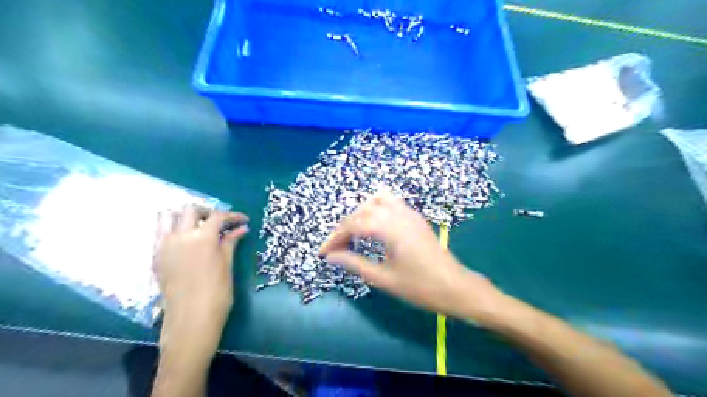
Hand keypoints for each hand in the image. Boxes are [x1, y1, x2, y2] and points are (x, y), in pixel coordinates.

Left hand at [152, 206, 246, 336]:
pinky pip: (159, 232)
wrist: (191, 319)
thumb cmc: (217, 293)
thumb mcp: (227, 265)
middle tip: (219, 223)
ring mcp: (164, 246)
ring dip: (184, 216)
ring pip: (168, 216)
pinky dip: (171, 228)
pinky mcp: (155, 256)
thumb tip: (241, 228)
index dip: (232, 216)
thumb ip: (230, 242)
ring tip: (197, 227)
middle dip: (207, 212)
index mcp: (202, 238)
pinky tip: (184, 240)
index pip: (217, 217)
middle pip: (191, 210)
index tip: (243, 220)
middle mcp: (180, 236)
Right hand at [322, 192, 502, 321]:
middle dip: (346, 226)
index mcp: (389, 227)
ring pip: (377, 200)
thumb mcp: (383, 278)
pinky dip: (376, 209)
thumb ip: (354, 264)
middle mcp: (398, 213)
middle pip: (362, 210)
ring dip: (361, 213)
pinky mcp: (415, 217)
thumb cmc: (419, 286)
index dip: (335, 238)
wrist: (455, 287)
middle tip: (337, 247)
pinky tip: (373, 227)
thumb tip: (331, 257)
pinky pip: (391, 203)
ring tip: (353, 234)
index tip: (323, 253)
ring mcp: (409, 213)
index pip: (353, 225)